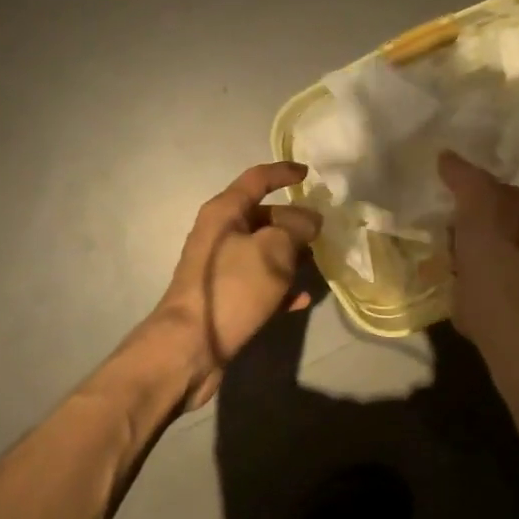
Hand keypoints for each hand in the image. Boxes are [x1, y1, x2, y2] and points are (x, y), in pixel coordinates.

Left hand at [159, 161, 321, 406]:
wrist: (191, 346)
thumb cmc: (232, 287)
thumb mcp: (272, 250)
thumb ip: (296, 228)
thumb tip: (309, 221)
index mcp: (224, 212)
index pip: (256, 179)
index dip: (283, 173)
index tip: (309, 174)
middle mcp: (220, 234)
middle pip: (263, 217)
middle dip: (295, 221)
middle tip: (326, 230)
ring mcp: (222, 268)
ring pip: (264, 251)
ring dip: (292, 255)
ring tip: (321, 262)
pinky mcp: (227, 297)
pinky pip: (261, 283)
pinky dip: (282, 287)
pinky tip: (303, 298)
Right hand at [438, 149, 518, 344]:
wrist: (497, 294)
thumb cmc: (495, 235)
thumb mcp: (476, 190)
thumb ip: (461, 172)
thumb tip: (444, 155)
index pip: (512, 193)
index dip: (486, 191)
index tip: (460, 193)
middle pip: (497, 223)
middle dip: (471, 222)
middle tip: (445, 217)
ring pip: (485, 251)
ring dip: (463, 249)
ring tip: (439, 243)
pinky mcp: (499, 296)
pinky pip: (473, 276)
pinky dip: (458, 273)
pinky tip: (441, 267)